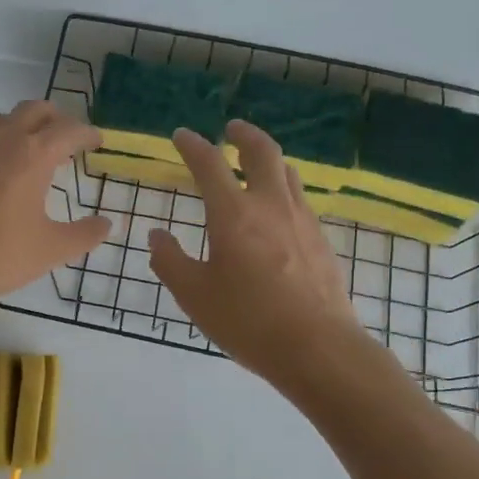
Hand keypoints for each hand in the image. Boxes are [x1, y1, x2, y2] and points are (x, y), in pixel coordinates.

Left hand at [0, 100, 112, 310]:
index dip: (87, 134)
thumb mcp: (50, 250)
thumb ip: (84, 234)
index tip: (97, 142)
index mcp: (32, 155)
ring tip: (32, 151)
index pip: (68, 130)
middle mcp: (2, 139)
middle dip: (56, 120)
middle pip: (35, 110)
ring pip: (2, 119)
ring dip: (22, 126)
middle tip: (67, 141)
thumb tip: (107, 224)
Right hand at [147, 120, 362, 388]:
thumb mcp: (194, 295)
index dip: (192, 145)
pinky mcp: (321, 240)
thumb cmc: (248, 321)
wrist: (318, 348)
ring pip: (287, 172)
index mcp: (233, 214)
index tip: (181, 136)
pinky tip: (277, 211)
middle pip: (262, 151)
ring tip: (255, 165)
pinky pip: (300, 199)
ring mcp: (302, 221)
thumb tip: (157, 236)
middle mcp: (271, 205)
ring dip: (268, 159)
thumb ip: (170, 261)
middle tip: (231, 129)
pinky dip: (283, 189)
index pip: (209, 164)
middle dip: (244, 134)